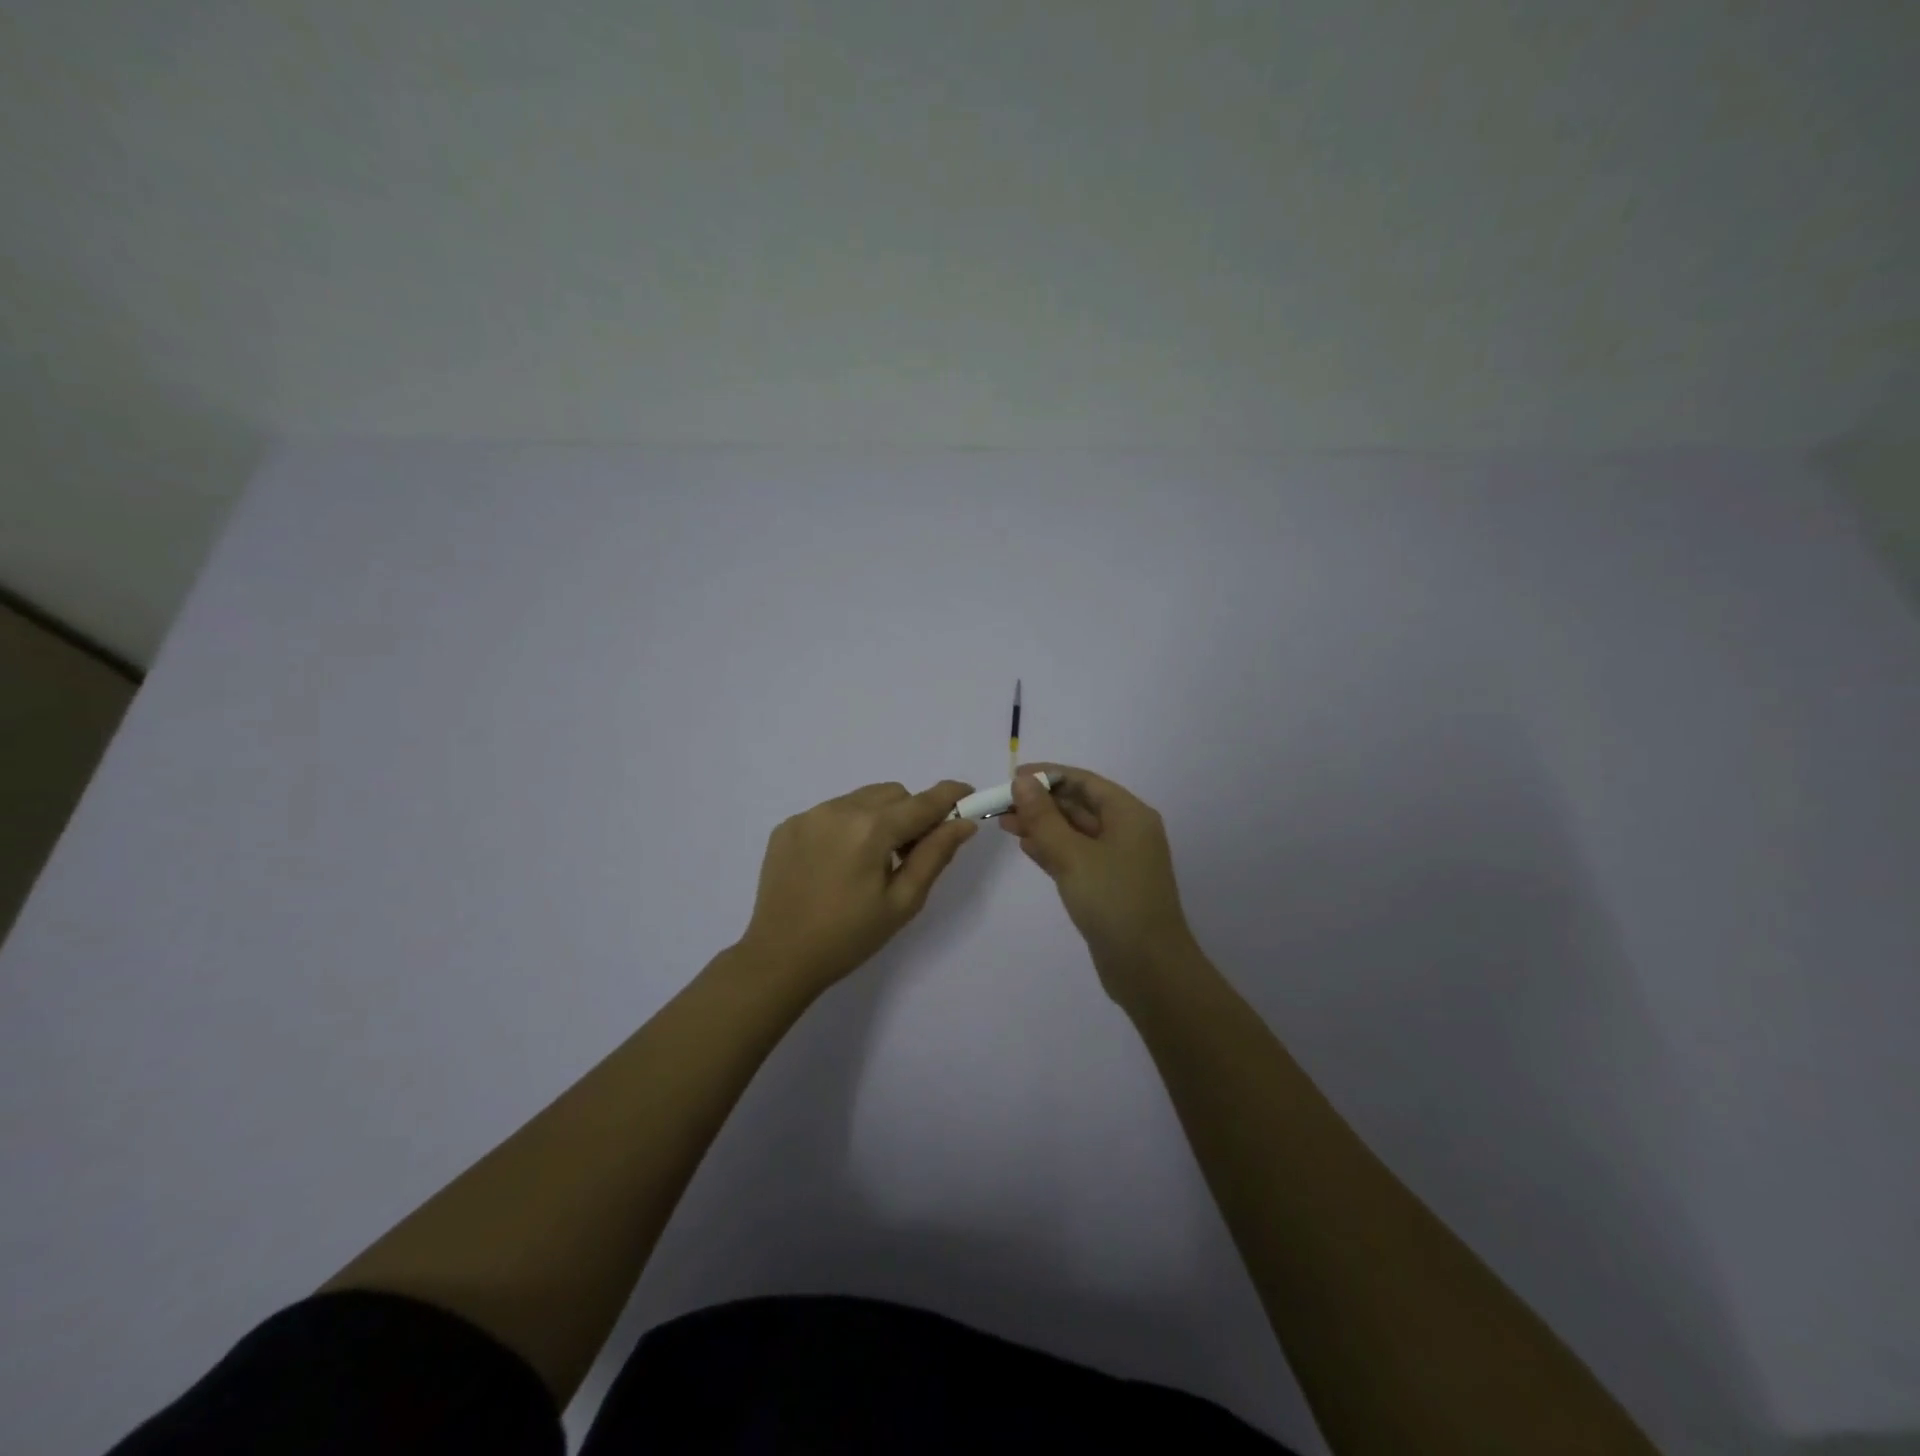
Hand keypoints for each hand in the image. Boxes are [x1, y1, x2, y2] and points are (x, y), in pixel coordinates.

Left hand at [738, 780, 978, 994]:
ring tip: (869, 861)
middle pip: (892, 793)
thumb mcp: (902, 902)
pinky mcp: (788, 825)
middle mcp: (839, 809)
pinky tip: (837, 863)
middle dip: (910, 813)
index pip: (922, 802)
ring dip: (877, 817)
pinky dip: (846, 826)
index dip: (950, 796)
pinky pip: (831, 811)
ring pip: (861, 798)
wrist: (779, 958)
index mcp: (871, 829)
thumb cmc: (849, 937)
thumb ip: (935, 855)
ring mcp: (809, 815)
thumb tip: (963, 823)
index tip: (969, 796)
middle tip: (909, 852)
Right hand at [996, 764, 1198, 1002]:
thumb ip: (1044, 818)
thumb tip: (1022, 782)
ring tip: (1004, 823)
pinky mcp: (1108, 885)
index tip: (1012, 777)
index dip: (1048, 775)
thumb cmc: (1113, 902)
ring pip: (1075, 832)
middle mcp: (1127, 831)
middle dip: (1041, 802)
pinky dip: (1052, 849)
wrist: (1148, 968)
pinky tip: (1025, 846)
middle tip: (1001, 803)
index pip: (1084, 782)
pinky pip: (1076, 856)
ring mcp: (1118, 860)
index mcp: (1129, 815)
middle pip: (1079, 805)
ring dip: (1042, 825)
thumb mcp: (1073, 855)